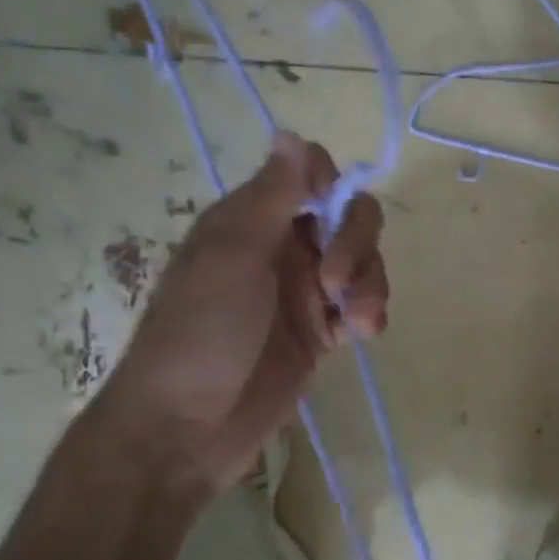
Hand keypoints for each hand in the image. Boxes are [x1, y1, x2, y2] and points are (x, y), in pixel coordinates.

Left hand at [99, 132, 388, 489]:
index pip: (309, 175)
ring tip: (359, 321)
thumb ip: (271, 196)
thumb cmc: (201, 333)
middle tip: (338, 282)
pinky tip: (363, 334)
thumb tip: (290, 131)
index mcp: (253, 220)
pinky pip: (362, 306)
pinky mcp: (322, 333)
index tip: (331, 212)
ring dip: (370, 284)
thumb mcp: (233, 256)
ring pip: (362, 263)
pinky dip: (370, 312)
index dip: (332, 185)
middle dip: (357, 243)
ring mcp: (305, 292)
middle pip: (348, 217)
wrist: (188, 428)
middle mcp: (283, 247)